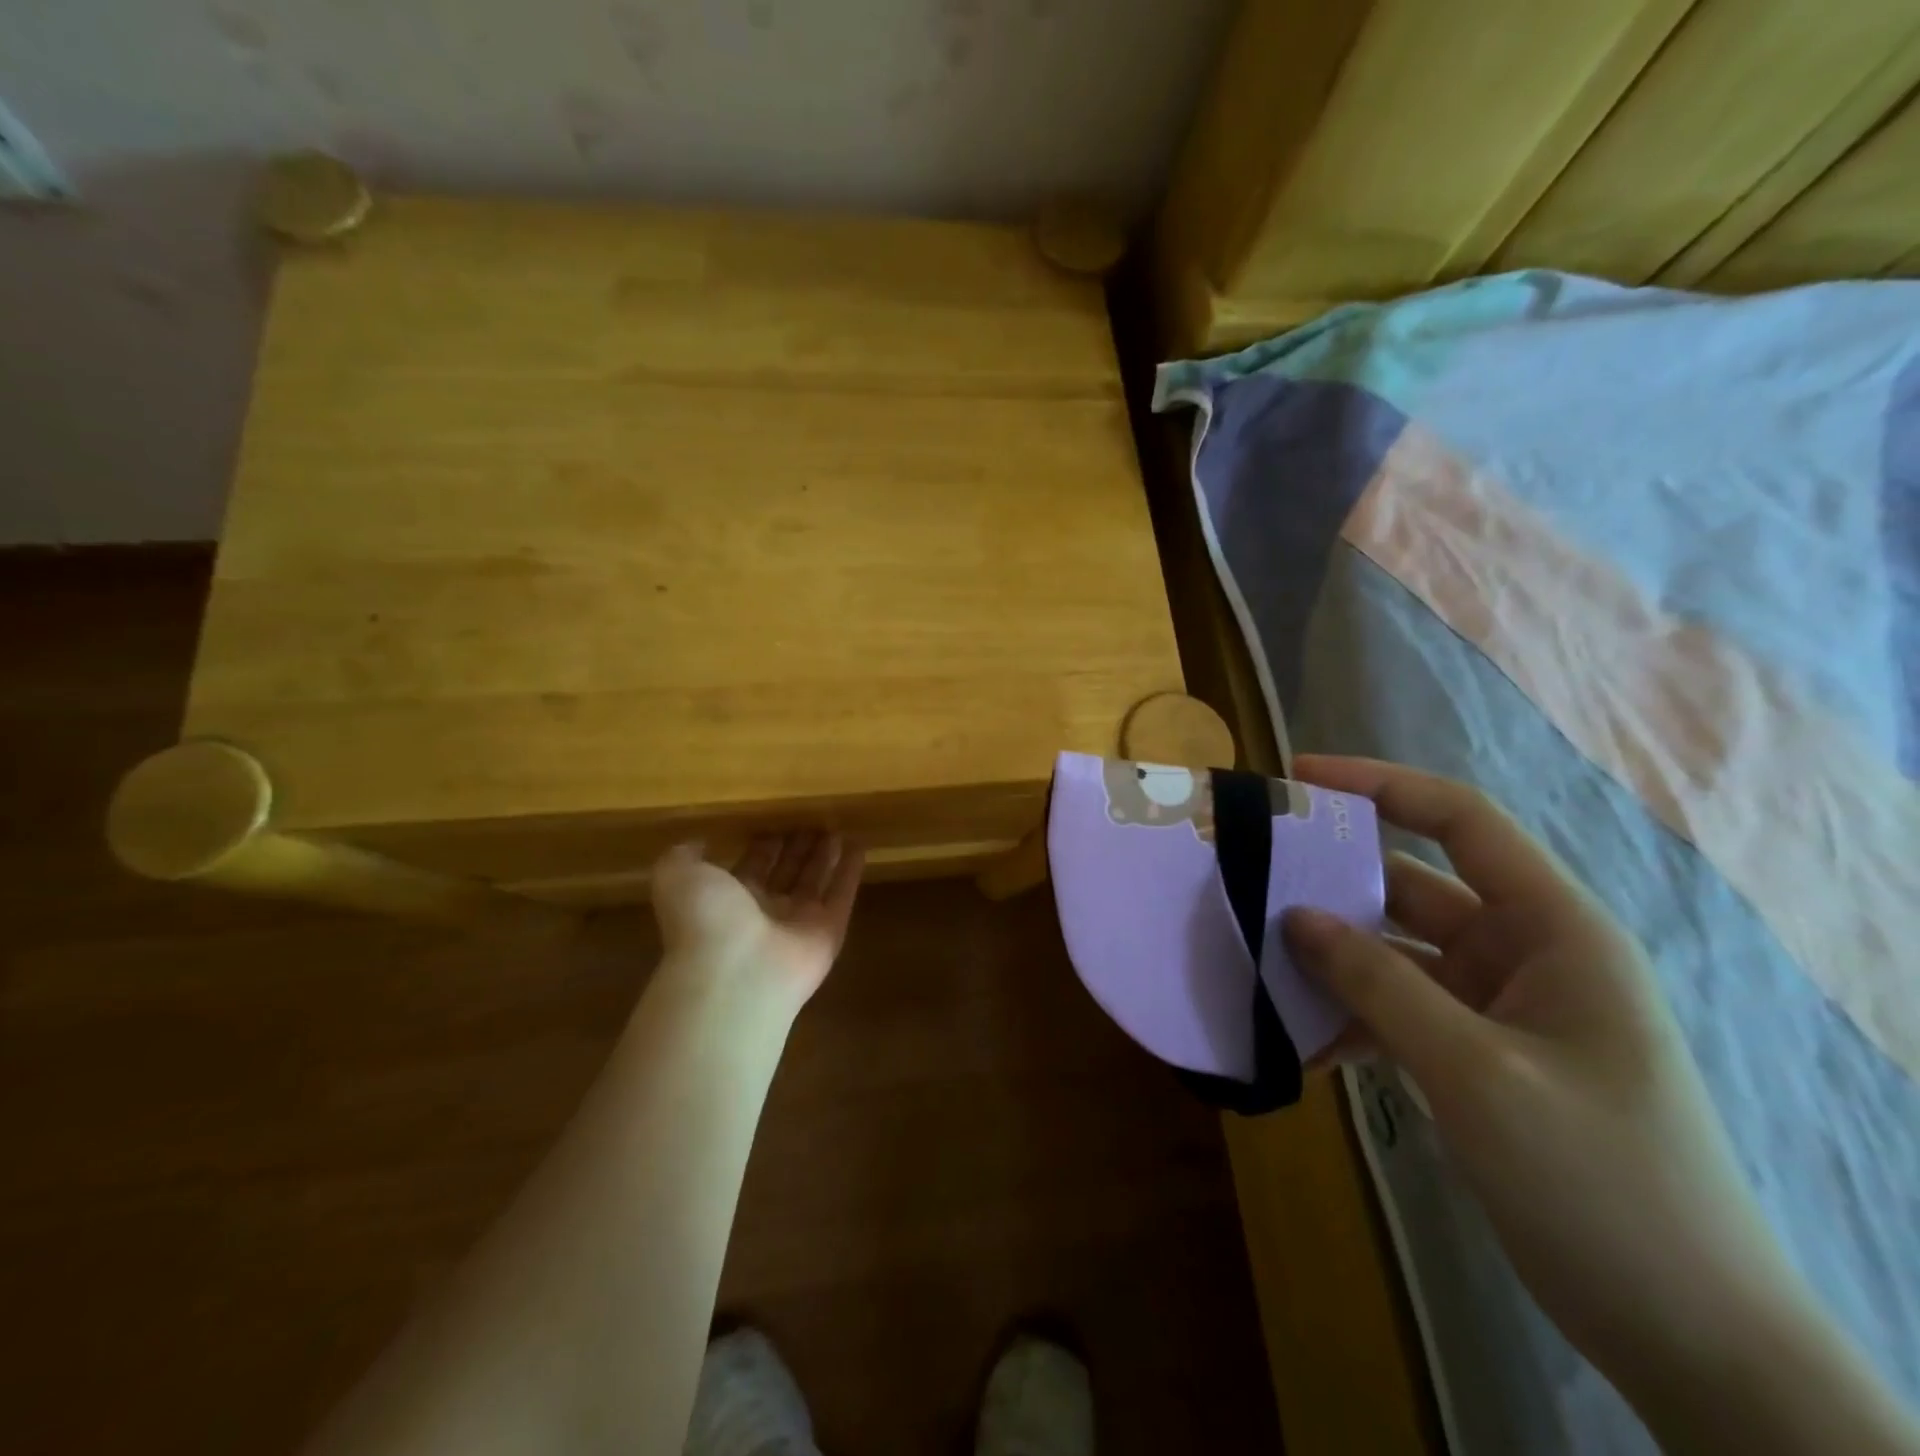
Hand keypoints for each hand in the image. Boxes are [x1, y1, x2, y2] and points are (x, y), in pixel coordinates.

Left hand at [650, 832, 863, 1006]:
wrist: (735, 972)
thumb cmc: (705, 920)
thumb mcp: (677, 877)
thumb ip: (683, 857)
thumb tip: (696, 843)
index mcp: (728, 900)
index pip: (752, 866)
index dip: (764, 844)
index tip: (777, 816)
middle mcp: (763, 912)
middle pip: (786, 872)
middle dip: (797, 847)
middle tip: (813, 817)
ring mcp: (798, 925)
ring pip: (815, 882)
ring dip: (825, 855)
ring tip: (837, 826)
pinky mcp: (828, 932)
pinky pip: (842, 895)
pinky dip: (851, 871)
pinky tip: (860, 844)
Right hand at [1279, 757, 1827, 1434]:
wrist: (1688, 1335)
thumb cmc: (1599, 1179)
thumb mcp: (1476, 1071)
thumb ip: (1378, 983)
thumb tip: (1295, 916)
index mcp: (1553, 929)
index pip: (1461, 821)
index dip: (1379, 785)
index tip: (1297, 778)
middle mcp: (1524, 953)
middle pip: (1412, 887)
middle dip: (1334, 882)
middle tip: (1250, 878)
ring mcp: (1498, 1007)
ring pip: (1395, 954)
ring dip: (1332, 961)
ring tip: (1256, 962)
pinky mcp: (1477, 1056)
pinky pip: (1397, 1011)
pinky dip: (1350, 1019)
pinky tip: (1299, 1044)